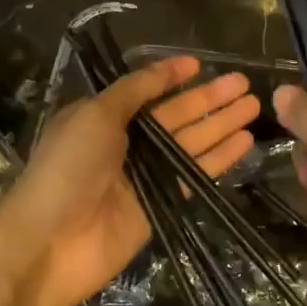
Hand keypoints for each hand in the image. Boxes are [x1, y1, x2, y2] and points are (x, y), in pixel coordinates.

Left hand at [0, 55, 258, 305]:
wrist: (52, 241)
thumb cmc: (69, 167)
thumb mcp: (95, 115)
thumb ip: (133, 91)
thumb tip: (164, 69)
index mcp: (102, 117)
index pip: (144, 90)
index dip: (171, 76)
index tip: (201, 64)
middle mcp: (125, 142)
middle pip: (174, 115)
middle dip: (208, 98)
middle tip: (244, 83)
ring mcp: (145, 174)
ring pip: (190, 142)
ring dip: (220, 123)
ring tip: (254, 105)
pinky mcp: (161, 203)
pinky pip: (195, 174)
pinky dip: (219, 158)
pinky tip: (245, 142)